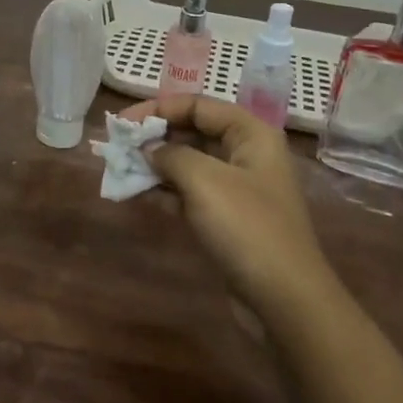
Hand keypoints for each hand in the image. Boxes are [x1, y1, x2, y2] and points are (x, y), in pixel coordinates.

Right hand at [127, 94, 333, 315]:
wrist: (284, 298)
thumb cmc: (247, 227)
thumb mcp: (204, 180)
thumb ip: (170, 155)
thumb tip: (148, 150)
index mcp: (251, 133)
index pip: (198, 105)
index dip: (158, 108)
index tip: (122, 123)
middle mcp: (246, 154)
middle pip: (193, 131)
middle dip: (154, 137)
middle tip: (118, 146)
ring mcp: (237, 189)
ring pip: (189, 164)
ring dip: (155, 165)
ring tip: (120, 168)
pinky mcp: (227, 218)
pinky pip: (189, 193)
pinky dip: (164, 191)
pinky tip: (136, 193)